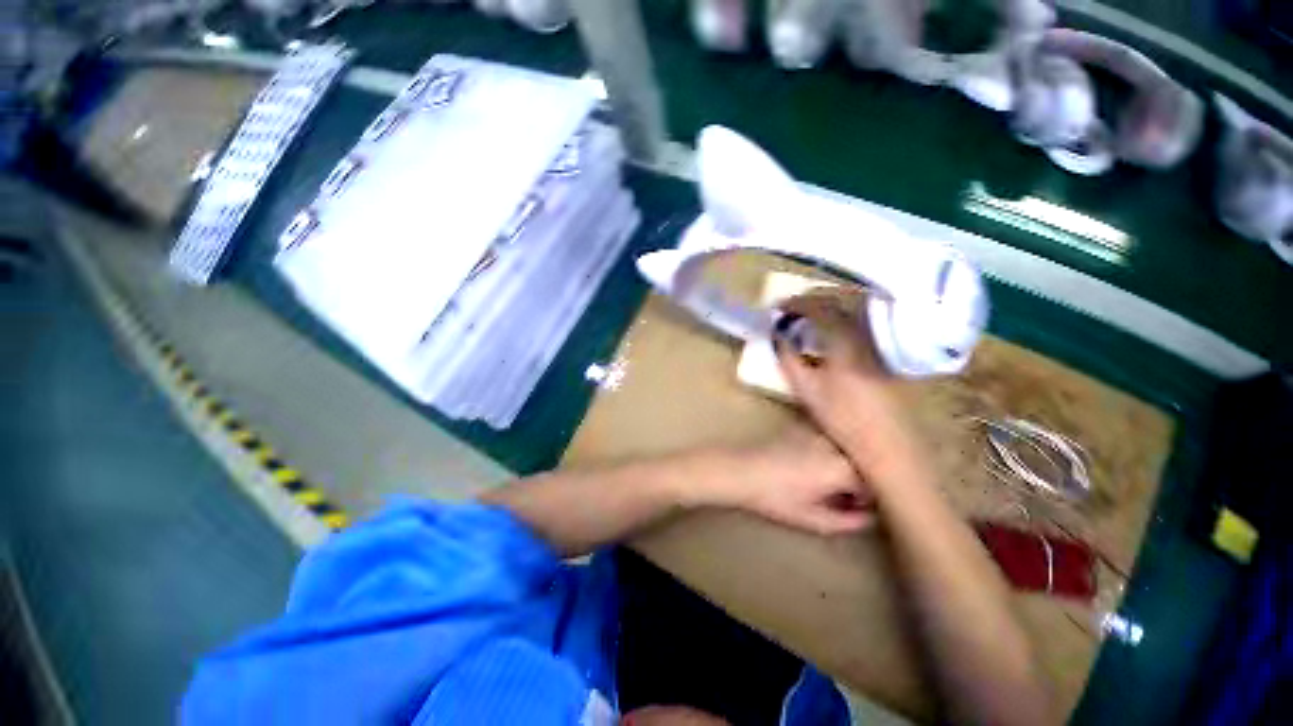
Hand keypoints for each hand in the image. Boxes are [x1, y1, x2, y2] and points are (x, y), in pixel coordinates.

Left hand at [703, 424, 875, 535]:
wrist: (742, 470)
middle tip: (841, 495)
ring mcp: (819, 431)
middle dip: (859, 480)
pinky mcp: (804, 425)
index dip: (868, 499)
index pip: (875, 483)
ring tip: (826, 479)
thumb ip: (848, 522)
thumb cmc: (775, 498)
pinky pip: (829, 438)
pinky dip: (830, 450)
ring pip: (847, 448)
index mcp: (843, 468)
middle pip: (863, 462)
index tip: (855, 507)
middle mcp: (836, 445)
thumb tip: (869, 518)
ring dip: (845, 463)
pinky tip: (811, 463)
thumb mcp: (813, 519)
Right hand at [773, 292, 925, 482]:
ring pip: (855, 307)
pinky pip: (863, 320)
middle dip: (813, 298)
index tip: (778, 307)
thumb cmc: (842, 417)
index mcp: (845, 341)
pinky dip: (844, 316)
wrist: (886, 442)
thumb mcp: (806, 389)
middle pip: (840, 300)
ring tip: (809, 313)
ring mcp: (882, 340)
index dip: (796, 304)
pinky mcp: (887, 349)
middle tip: (792, 307)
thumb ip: (788, 358)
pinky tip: (832, 328)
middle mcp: (867, 333)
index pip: (819, 308)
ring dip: (829, 304)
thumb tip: (777, 336)